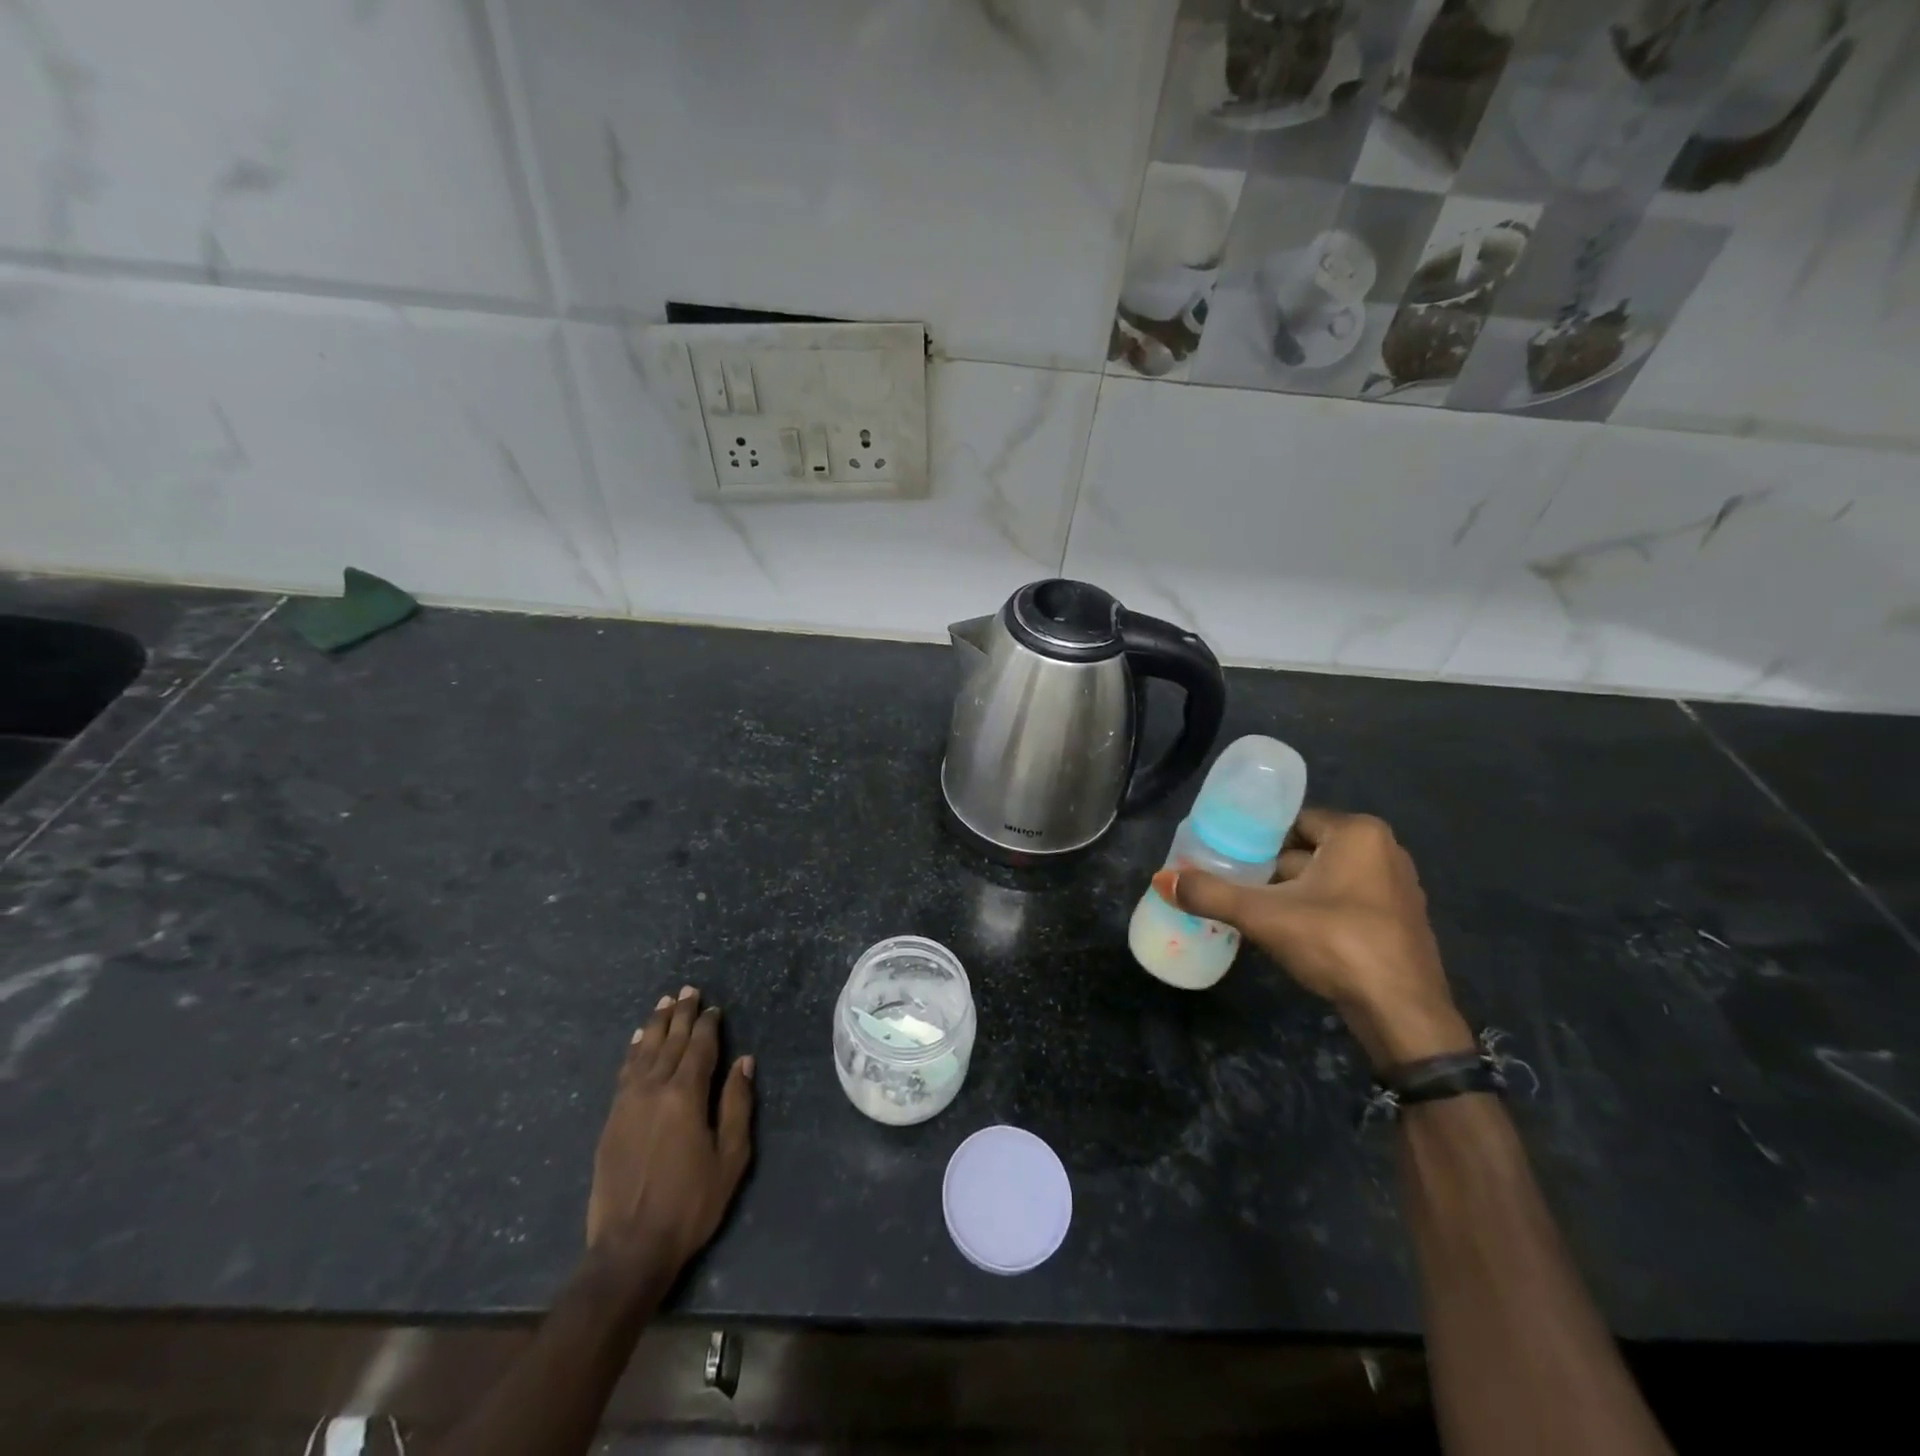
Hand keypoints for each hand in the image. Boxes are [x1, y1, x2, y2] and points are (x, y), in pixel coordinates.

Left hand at [586, 986, 754, 1293]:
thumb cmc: (691, 1203)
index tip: (713, 1007)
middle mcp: (653, 1089)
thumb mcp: (730, 1157)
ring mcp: (627, 1103)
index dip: (707, 1025)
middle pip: (669, 1042)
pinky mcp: (611, 1120)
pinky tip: (636, 1040)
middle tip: (688, 990)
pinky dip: (632, 1051)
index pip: (699, 1048)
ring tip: (664, 1003)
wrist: (630, 1248)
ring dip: (655, 1025)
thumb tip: (743, 1060)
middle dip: (681, 1015)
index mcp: (685, 1096)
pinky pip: (624, 1072)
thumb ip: (737, 1104)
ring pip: (643, 1051)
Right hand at [1160, 808, 1471, 1067]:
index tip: (1227, 856)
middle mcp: (1384, 850)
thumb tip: (1161, 879)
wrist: (1402, 1015)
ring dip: (1292, 892)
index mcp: (1358, 833)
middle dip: (1271, 868)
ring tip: (1252, 909)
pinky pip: (1345, 901)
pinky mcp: (1398, 921)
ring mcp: (1396, 887)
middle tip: (1233, 884)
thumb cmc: (1337, 944)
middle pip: (1308, 849)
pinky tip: (1289, 932)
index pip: (1293, 821)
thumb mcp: (1264, 916)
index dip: (1256, 838)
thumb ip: (1211, 894)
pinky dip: (1316, 910)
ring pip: (1325, 878)